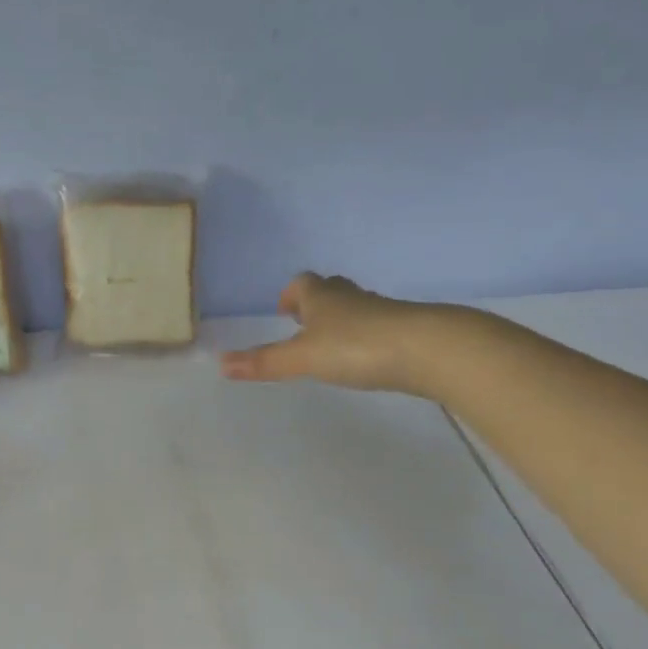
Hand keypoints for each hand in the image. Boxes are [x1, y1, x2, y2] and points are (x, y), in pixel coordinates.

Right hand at [219, 273, 432, 394]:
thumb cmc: (356, 347)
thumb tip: (221, 364)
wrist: (426, 349)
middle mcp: (351, 297)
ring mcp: (381, 312)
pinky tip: (364, 358)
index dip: (291, 295)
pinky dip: (364, 338)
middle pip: (330, 292)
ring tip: (331, 344)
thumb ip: (265, 362)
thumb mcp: (303, 358)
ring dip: (341, 321)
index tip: (284, 310)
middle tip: (304, 324)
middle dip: (316, 304)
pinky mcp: (404, 330)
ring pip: (354, 309)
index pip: (302, 284)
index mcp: (322, 296)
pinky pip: (376, 327)